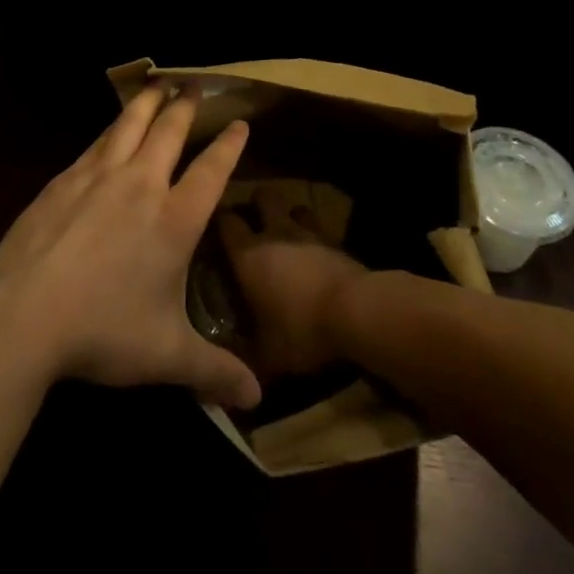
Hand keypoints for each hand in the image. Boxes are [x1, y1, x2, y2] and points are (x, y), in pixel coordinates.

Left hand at [0, 86, 261, 408]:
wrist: (24, 312)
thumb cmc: (103, 330)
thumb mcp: (166, 356)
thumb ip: (213, 372)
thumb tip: (256, 400)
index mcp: (174, 219)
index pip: (211, 170)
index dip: (229, 144)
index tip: (240, 122)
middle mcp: (141, 185)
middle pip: (169, 132)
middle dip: (186, 106)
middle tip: (195, 84)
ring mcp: (99, 176)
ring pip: (129, 125)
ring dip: (147, 102)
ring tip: (157, 84)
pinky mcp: (64, 178)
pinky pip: (96, 142)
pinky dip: (111, 127)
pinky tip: (109, 127)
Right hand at [218, 184, 366, 378]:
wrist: (358, 312)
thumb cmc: (303, 330)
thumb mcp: (268, 356)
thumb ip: (244, 361)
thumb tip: (225, 376)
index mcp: (248, 255)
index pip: (225, 221)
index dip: (219, 222)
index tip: (215, 232)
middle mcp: (274, 232)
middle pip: (262, 197)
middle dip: (257, 205)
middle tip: (253, 226)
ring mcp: (308, 232)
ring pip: (294, 208)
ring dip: (290, 218)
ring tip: (287, 237)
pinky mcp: (336, 239)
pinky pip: (321, 227)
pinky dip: (316, 235)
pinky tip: (316, 253)